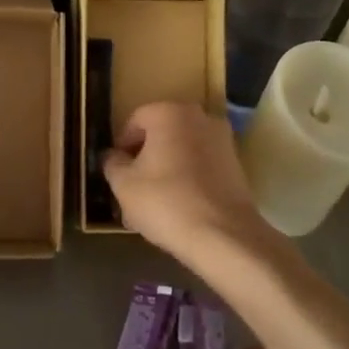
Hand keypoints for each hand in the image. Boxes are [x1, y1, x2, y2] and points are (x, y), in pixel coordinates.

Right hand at [102, 102, 269, 261]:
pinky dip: (187, 179)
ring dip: (165, 169)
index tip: (116, 171)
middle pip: (161, 134)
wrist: (223, 235)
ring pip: (181, 151)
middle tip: (132, 187)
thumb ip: (112, 163)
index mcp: (169, 113)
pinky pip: (201, 166)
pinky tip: (177, 207)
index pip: (135, 121)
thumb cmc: (165, 201)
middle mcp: (199, 118)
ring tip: (153, 203)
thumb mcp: (123, 184)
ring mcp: (222, 140)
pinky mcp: (236, 165)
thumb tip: (113, 156)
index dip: (121, 146)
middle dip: (144, 158)